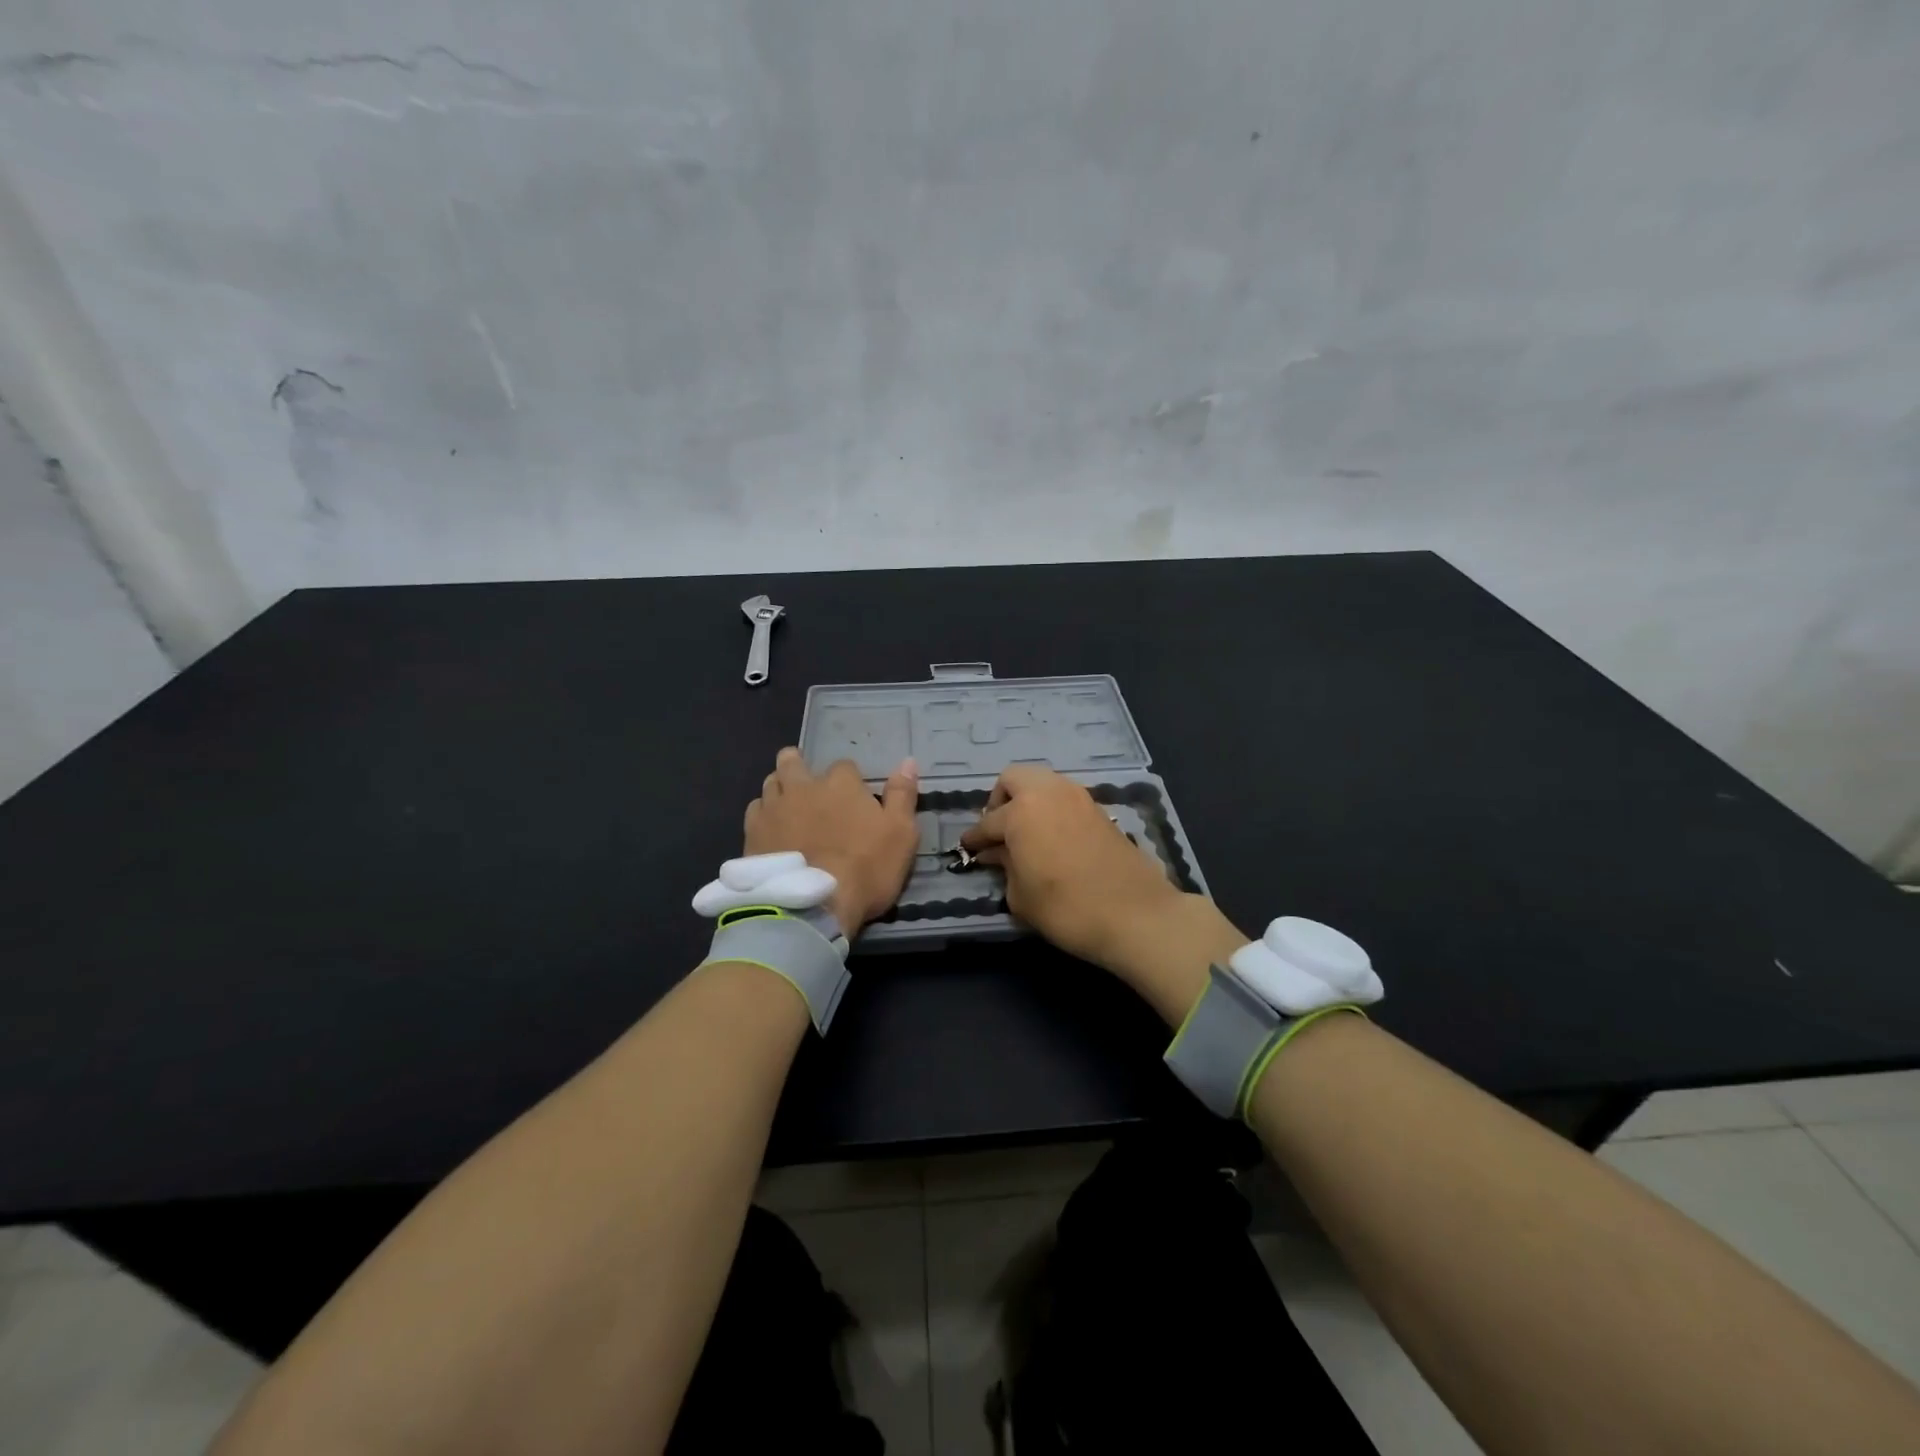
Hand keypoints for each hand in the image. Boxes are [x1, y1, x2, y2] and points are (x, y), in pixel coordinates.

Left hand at [744, 748, 919, 933]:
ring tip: (789, 806)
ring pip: (771, 782)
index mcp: (840, 782)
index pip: (845, 766)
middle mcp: (802, 786)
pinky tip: (771, 829)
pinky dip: (764, 814)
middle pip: (793, 761)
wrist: (812, 906)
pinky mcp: (752, 832)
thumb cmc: (866, 868)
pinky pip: (755, 810)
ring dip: (780, 788)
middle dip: (800, 766)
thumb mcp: (901, 834)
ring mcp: (773, 808)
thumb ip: (902, 795)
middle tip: (809, 787)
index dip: (850, 781)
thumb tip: (908, 761)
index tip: (854, 800)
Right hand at [959, 766, 1246, 1019]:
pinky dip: (1052, 809)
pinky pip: (1064, 798)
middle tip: (999, 830)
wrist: (1135, 915)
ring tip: (1025, 833)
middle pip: (1014, 779)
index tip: (968, 849)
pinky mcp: (1099, 810)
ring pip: (1043, 783)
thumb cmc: (1067, 909)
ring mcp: (1078, 797)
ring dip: (1028, 800)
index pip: (988, 822)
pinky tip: (1051, 838)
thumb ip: (1005, 867)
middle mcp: (1049, 793)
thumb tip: (998, 853)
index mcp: (1022, 811)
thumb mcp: (1021, 896)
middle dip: (1000, 800)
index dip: (974, 838)